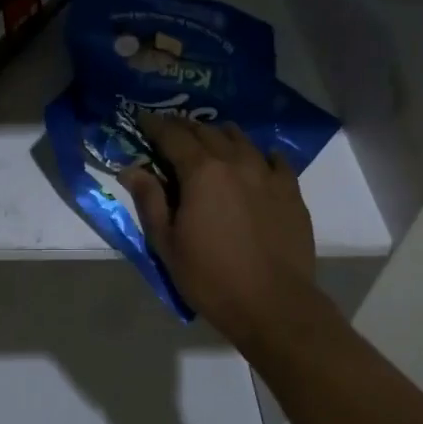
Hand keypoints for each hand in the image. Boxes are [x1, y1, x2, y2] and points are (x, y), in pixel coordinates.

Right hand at [118, 113, 317, 349]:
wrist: (273, 304)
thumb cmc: (210, 277)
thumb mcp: (167, 243)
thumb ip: (149, 200)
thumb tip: (131, 168)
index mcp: (201, 172)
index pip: (173, 136)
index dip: (155, 125)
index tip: (143, 119)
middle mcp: (235, 162)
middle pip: (206, 131)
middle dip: (184, 127)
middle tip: (171, 129)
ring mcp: (268, 174)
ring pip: (241, 139)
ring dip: (220, 134)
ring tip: (211, 139)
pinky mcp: (291, 192)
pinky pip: (275, 160)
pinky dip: (260, 154)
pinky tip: (258, 160)